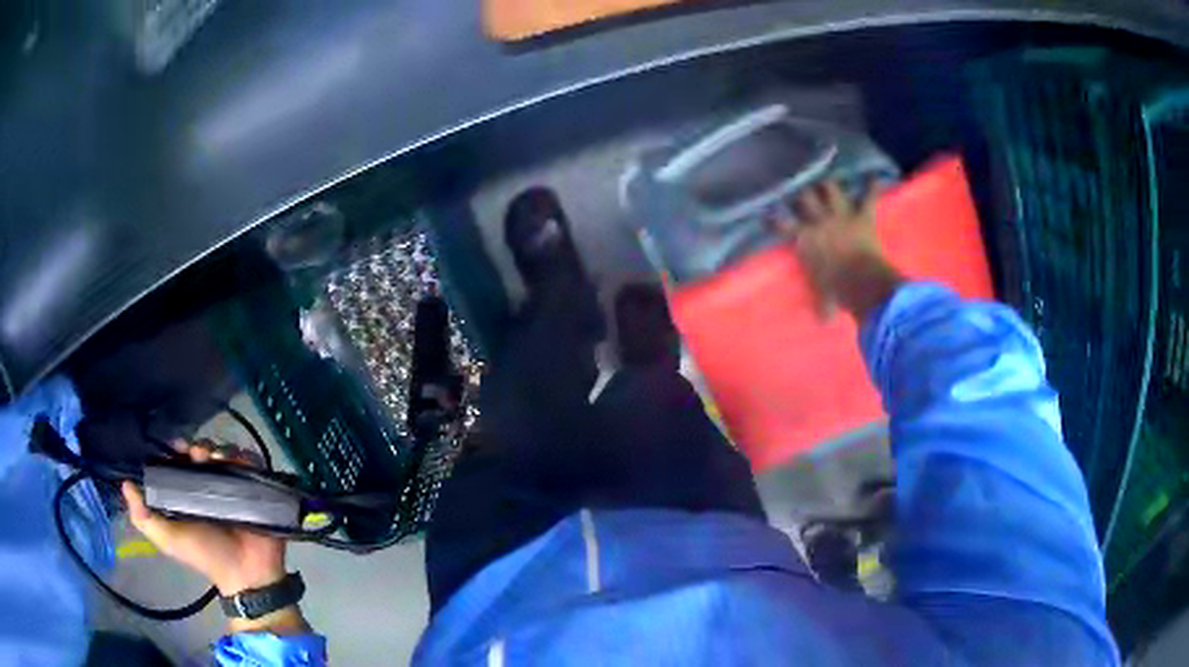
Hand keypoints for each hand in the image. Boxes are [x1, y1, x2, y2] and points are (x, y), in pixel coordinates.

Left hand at [121, 442, 309, 634]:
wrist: (245, 573)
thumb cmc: (205, 555)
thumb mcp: (168, 540)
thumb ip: (145, 518)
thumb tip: (125, 484)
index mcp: (188, 494)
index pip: (180, 462)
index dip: (177, 451)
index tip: (176, 449)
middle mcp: (210, 486)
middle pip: (203, 452)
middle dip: (198, 446)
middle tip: (198, 454)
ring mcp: (233, 486)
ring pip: (225, 453)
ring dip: (219, 448)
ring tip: (217, 459)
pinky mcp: (254, 487)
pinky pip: (250, 461)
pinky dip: (243, 455)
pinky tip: (236, 462)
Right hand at [772, 180, 903, 322]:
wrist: (861, 282)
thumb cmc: (837, 293)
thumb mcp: (824, 301)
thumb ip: (823, 304)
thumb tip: (824, 320)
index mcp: (803, 240)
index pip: (781, 224)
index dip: (773, 217)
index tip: (768, 212)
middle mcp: (819, 222)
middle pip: (805, 198)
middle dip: (803, 194)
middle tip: (802, 192)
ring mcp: (841, 216)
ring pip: (830, 189)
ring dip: (829, 185)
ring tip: (827, 182)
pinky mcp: (862, 217)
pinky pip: (868, 198)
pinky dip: (872, 188)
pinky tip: (874, 178)